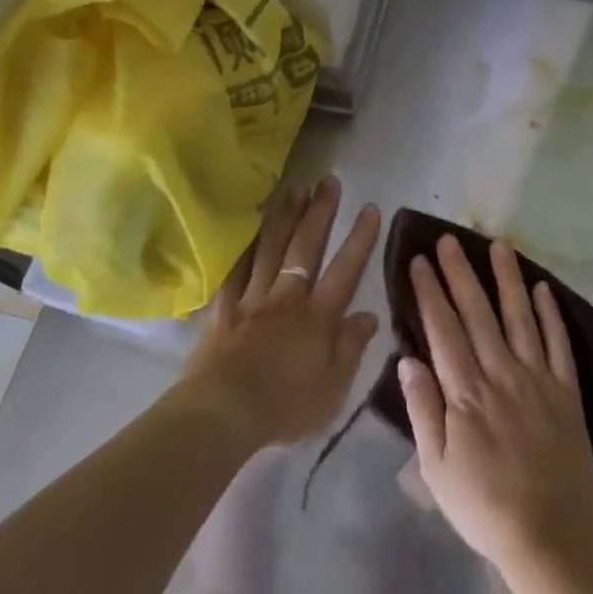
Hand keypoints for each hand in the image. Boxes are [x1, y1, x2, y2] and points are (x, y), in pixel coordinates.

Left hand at [179, 176, 380, 450]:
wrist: (223, 413)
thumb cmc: (284, 407)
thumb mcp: (332, 389)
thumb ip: (351, 348)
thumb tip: (370, 315)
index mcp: (317, 318)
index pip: (344, 270)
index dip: (359, 239)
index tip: (369, 208)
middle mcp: (287, 298)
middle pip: (306, 248)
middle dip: (320, 212)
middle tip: (328, 181)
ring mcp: (253, 299)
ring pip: (271, 248)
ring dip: (285, 216)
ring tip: (295, 188)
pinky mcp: (225, 308)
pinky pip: (235, 269)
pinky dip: (243, 246)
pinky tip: (249, 227)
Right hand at [399, 235, 592, 576]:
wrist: (550, 539)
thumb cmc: (483, 507)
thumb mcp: (435, 469)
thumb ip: (422, 410)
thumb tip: (407, 359)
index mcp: (465, 393)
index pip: (443, 329)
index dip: (430, 292)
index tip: (420, 261)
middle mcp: (500, 374)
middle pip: (477, 314)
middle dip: (461, 273)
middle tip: (449, 240)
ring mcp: (537, 380)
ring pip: (519, 318)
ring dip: (506, 280)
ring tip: (498, 245)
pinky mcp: (566, 393)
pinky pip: (558, 345)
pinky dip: (550, 314)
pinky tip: (542, 288)